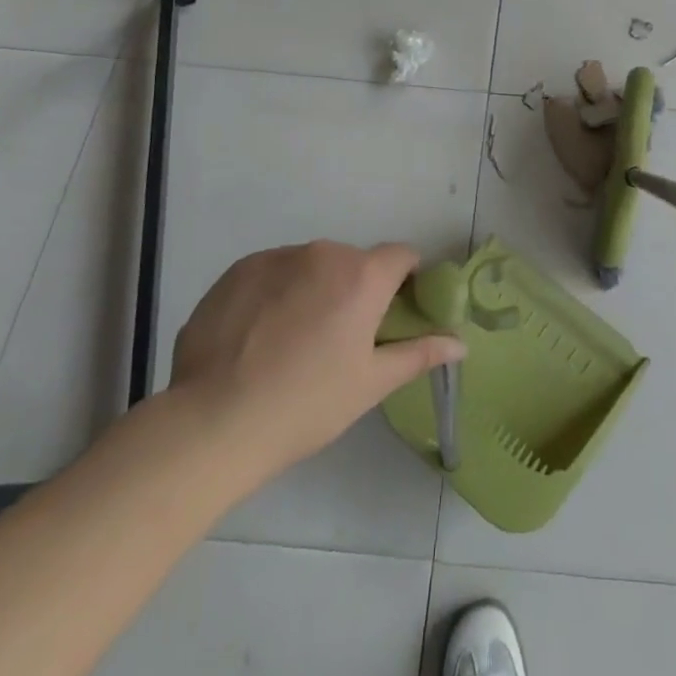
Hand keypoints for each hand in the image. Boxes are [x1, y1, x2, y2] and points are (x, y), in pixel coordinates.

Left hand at [168, 241, 464, 475]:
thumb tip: (462, 342)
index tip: (395, 312)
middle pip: (353, 262)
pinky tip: (257, 338)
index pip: (402, 255)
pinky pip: (271, 273)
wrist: (213, 423)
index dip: (406, 280)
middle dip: (354, 290)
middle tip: (338, 340)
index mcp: (362, 275)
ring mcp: (277, 257)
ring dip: (312, 290)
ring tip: (290, 343)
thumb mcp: (370, 384)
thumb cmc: (306, 405)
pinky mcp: (238, 270)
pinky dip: (274, 295)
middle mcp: (323, 253)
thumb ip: (419, 354)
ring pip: (310, 266)